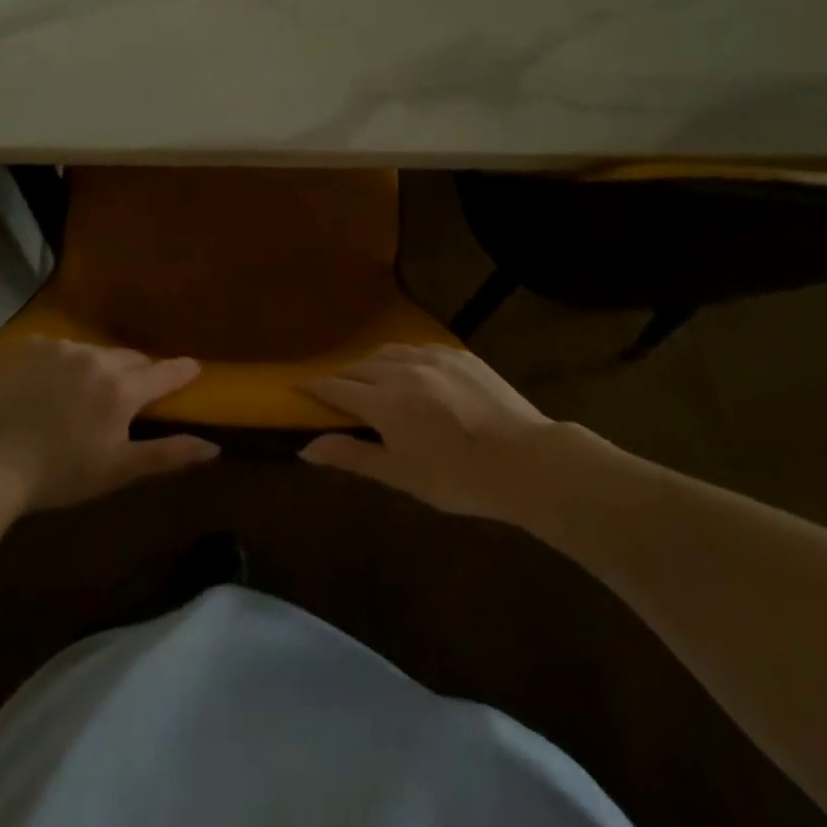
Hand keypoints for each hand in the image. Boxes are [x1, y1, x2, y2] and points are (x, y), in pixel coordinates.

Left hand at [0, 338, 218, 509]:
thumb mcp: (117, 471)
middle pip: (129, 358)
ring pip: (93, 352)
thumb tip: (213, 447)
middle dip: (137, 372)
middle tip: (131, 392)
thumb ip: (167, 454)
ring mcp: (61, 347)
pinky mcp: (30, 346)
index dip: (181, 370)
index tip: (193, 367)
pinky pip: (58, 349)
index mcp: (121, 389)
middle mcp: (96, 358)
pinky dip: (62, 363)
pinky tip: (49, 386)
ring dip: (97, 367)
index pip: (163, 372)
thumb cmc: (59, 474)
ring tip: (83, 392)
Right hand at [300, 344, 554, 521]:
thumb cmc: (459, 478)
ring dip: (370, 365)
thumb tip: (306, 448)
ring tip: (370, 381)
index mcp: (385, 401)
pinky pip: (418, 348)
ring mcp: (433, 356)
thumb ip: (352, 457)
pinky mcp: (458, 354)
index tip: (298, 387)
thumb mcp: (402, 475)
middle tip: (336, 393)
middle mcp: (403, 369)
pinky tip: (410, 373)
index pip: (336, 387)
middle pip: (359, 366)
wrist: (528, 461)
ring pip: (387, 352)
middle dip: (342, 378)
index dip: (314, 388)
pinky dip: (402, 359)